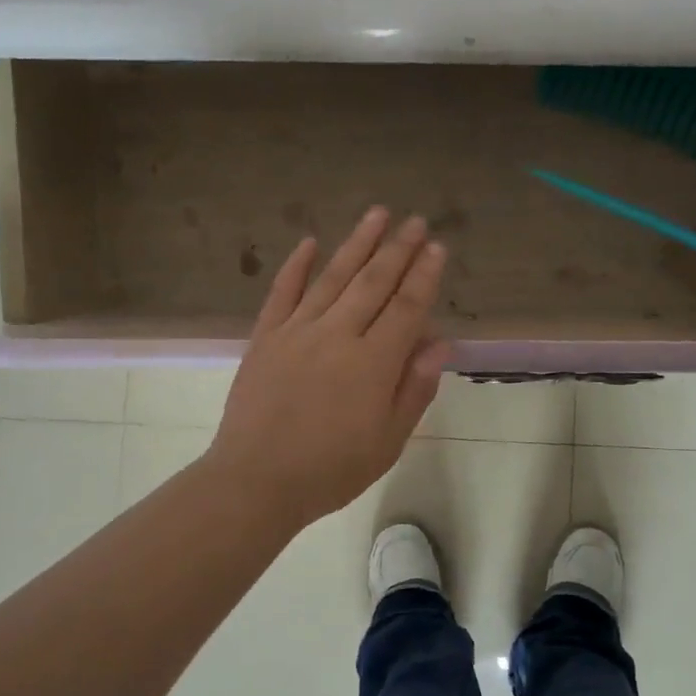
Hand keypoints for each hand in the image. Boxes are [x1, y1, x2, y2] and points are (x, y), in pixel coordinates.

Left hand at [204, 208, 450, 528]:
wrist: (256, 480)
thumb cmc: (331, 469)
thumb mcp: (388, 441)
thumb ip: (414, 389)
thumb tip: (439, 344)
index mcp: (374, 362)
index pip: (407, 307)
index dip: (424, 275)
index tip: (436, 247)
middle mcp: (338, 335)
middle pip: (374, 283)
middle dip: (397, 249)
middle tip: (414, 220)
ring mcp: (297, 331)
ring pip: (333, 277)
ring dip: (357, 244)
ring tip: (376, 214)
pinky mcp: (265, 337)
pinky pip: (282, 292)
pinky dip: (296, 266)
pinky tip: (309, 242)